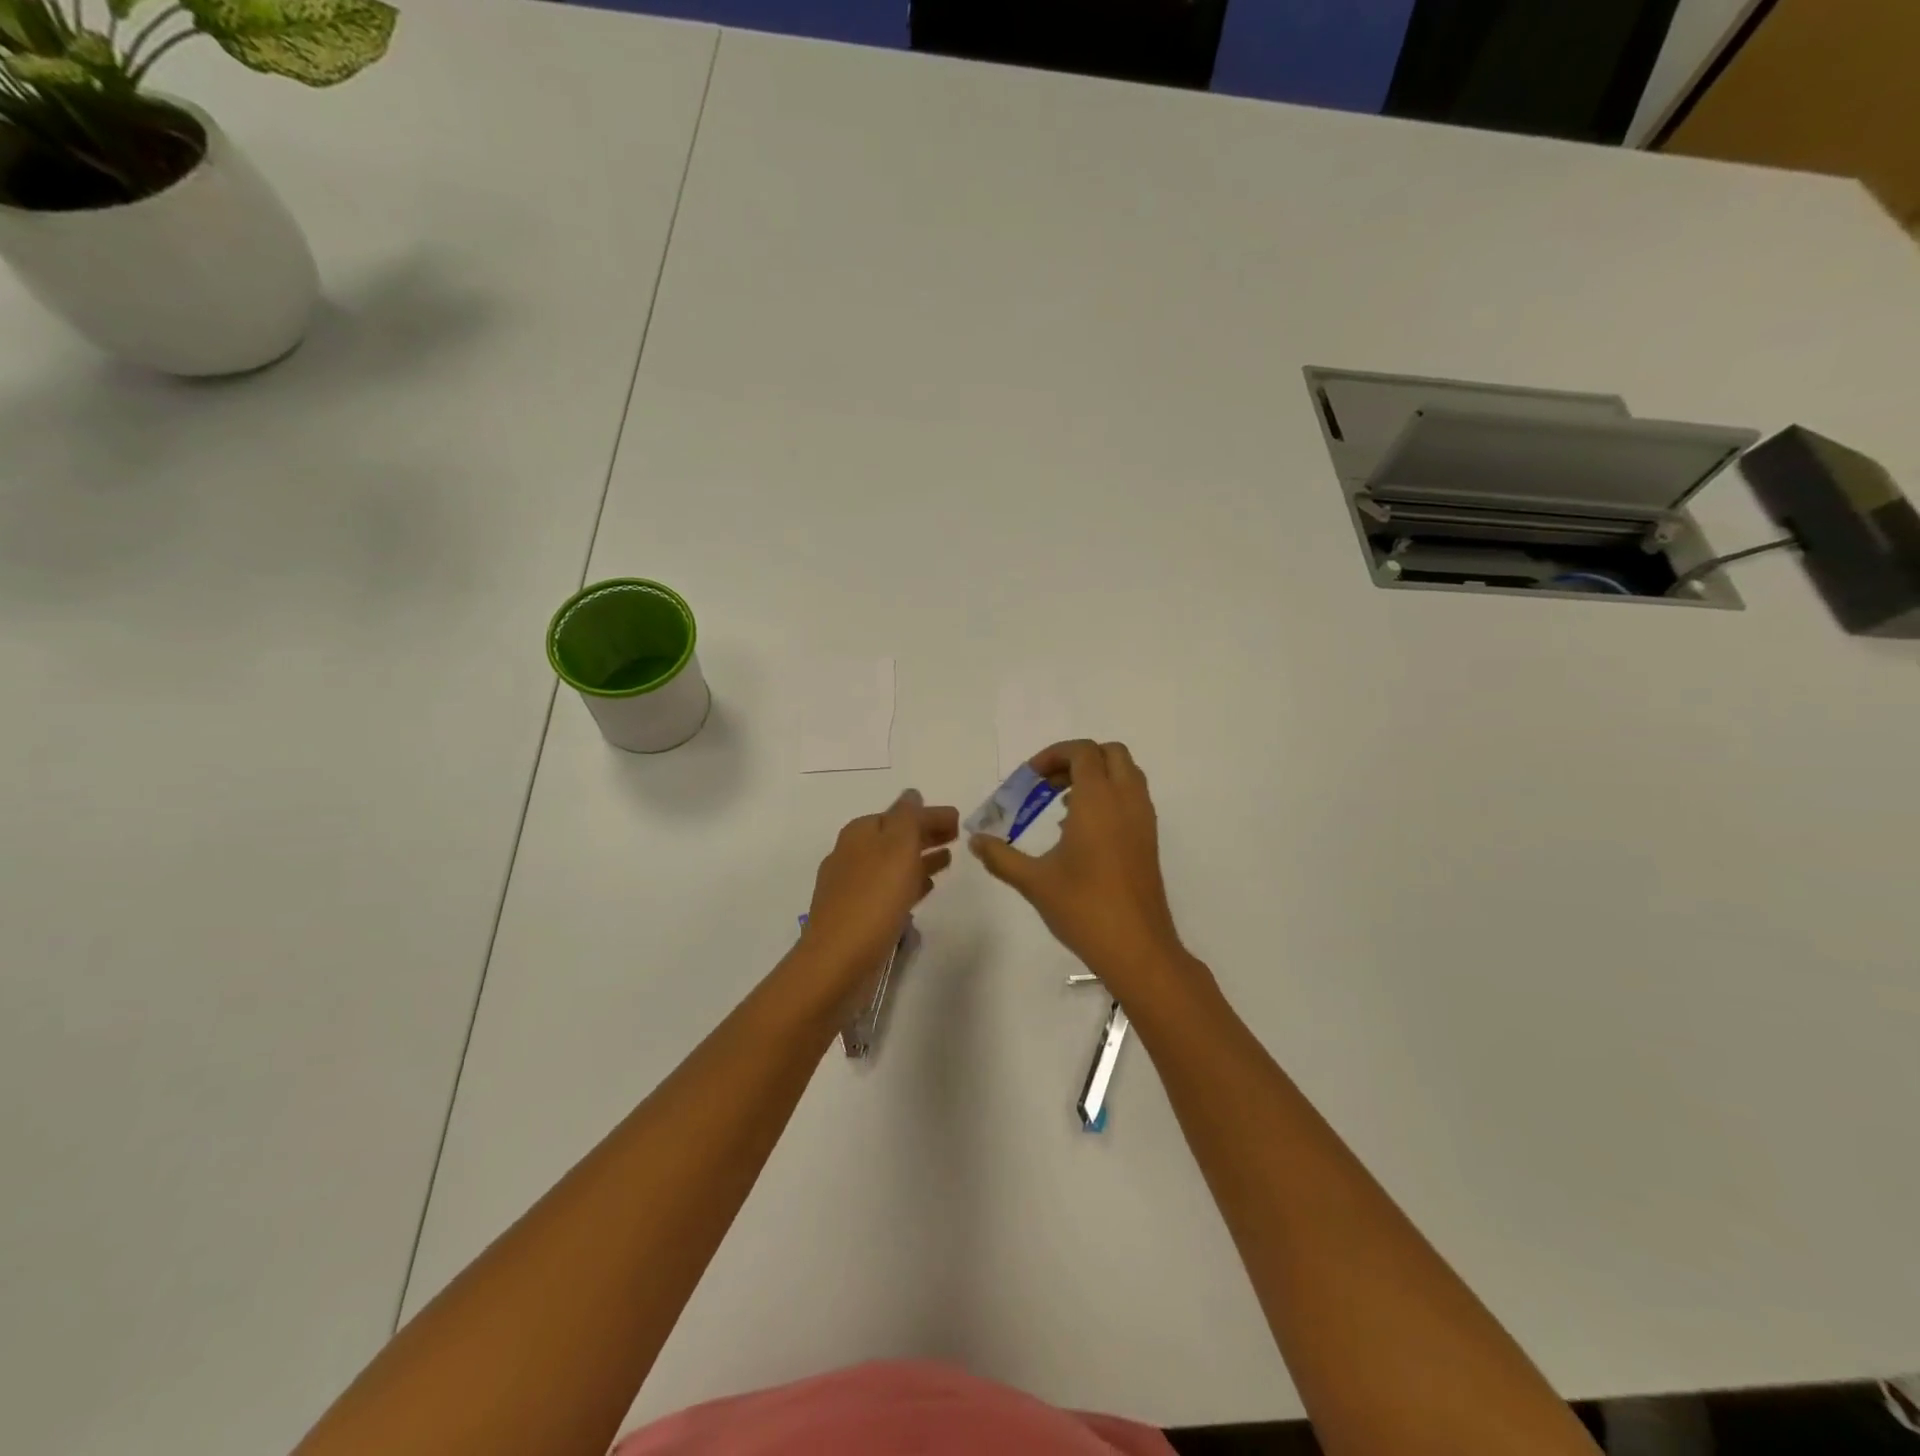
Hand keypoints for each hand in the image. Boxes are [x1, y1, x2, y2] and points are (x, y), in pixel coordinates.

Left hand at [799, 789, 958, 1003]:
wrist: (837, 962)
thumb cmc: (873, 899)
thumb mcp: (897, 847)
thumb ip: (908, 817)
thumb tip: (911, 794)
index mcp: (860, 833)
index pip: (901, 814)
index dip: (930, 815)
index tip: (959, 821)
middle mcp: (851, 854)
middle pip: (895, 837)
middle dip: (925, 834)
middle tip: (957, 837)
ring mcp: (851, 886)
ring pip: (893, 863)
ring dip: (920, 858)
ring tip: (947, 861)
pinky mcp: (856, 914)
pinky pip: (888, 889)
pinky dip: (908, 883)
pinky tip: (924, 891)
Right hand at [971, 741, 1193, 999]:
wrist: (1137, 948)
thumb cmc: (1084, 908)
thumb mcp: (1034, 881)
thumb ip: (1001, 856)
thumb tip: (976, 841)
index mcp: (1099, 800)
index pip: (1083, 751)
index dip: (1053, 755)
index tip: (1029, 780)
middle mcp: (1126, 801)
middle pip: (1110, 753)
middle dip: (1077, 759)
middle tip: (1047, 785)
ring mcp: (1143, 820)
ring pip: (1126, 775)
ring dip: (1095, 777)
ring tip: (1061, 806)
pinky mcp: (1149, 841)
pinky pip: (1131, 799)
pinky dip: (1109, 798)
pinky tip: (1081, 832)